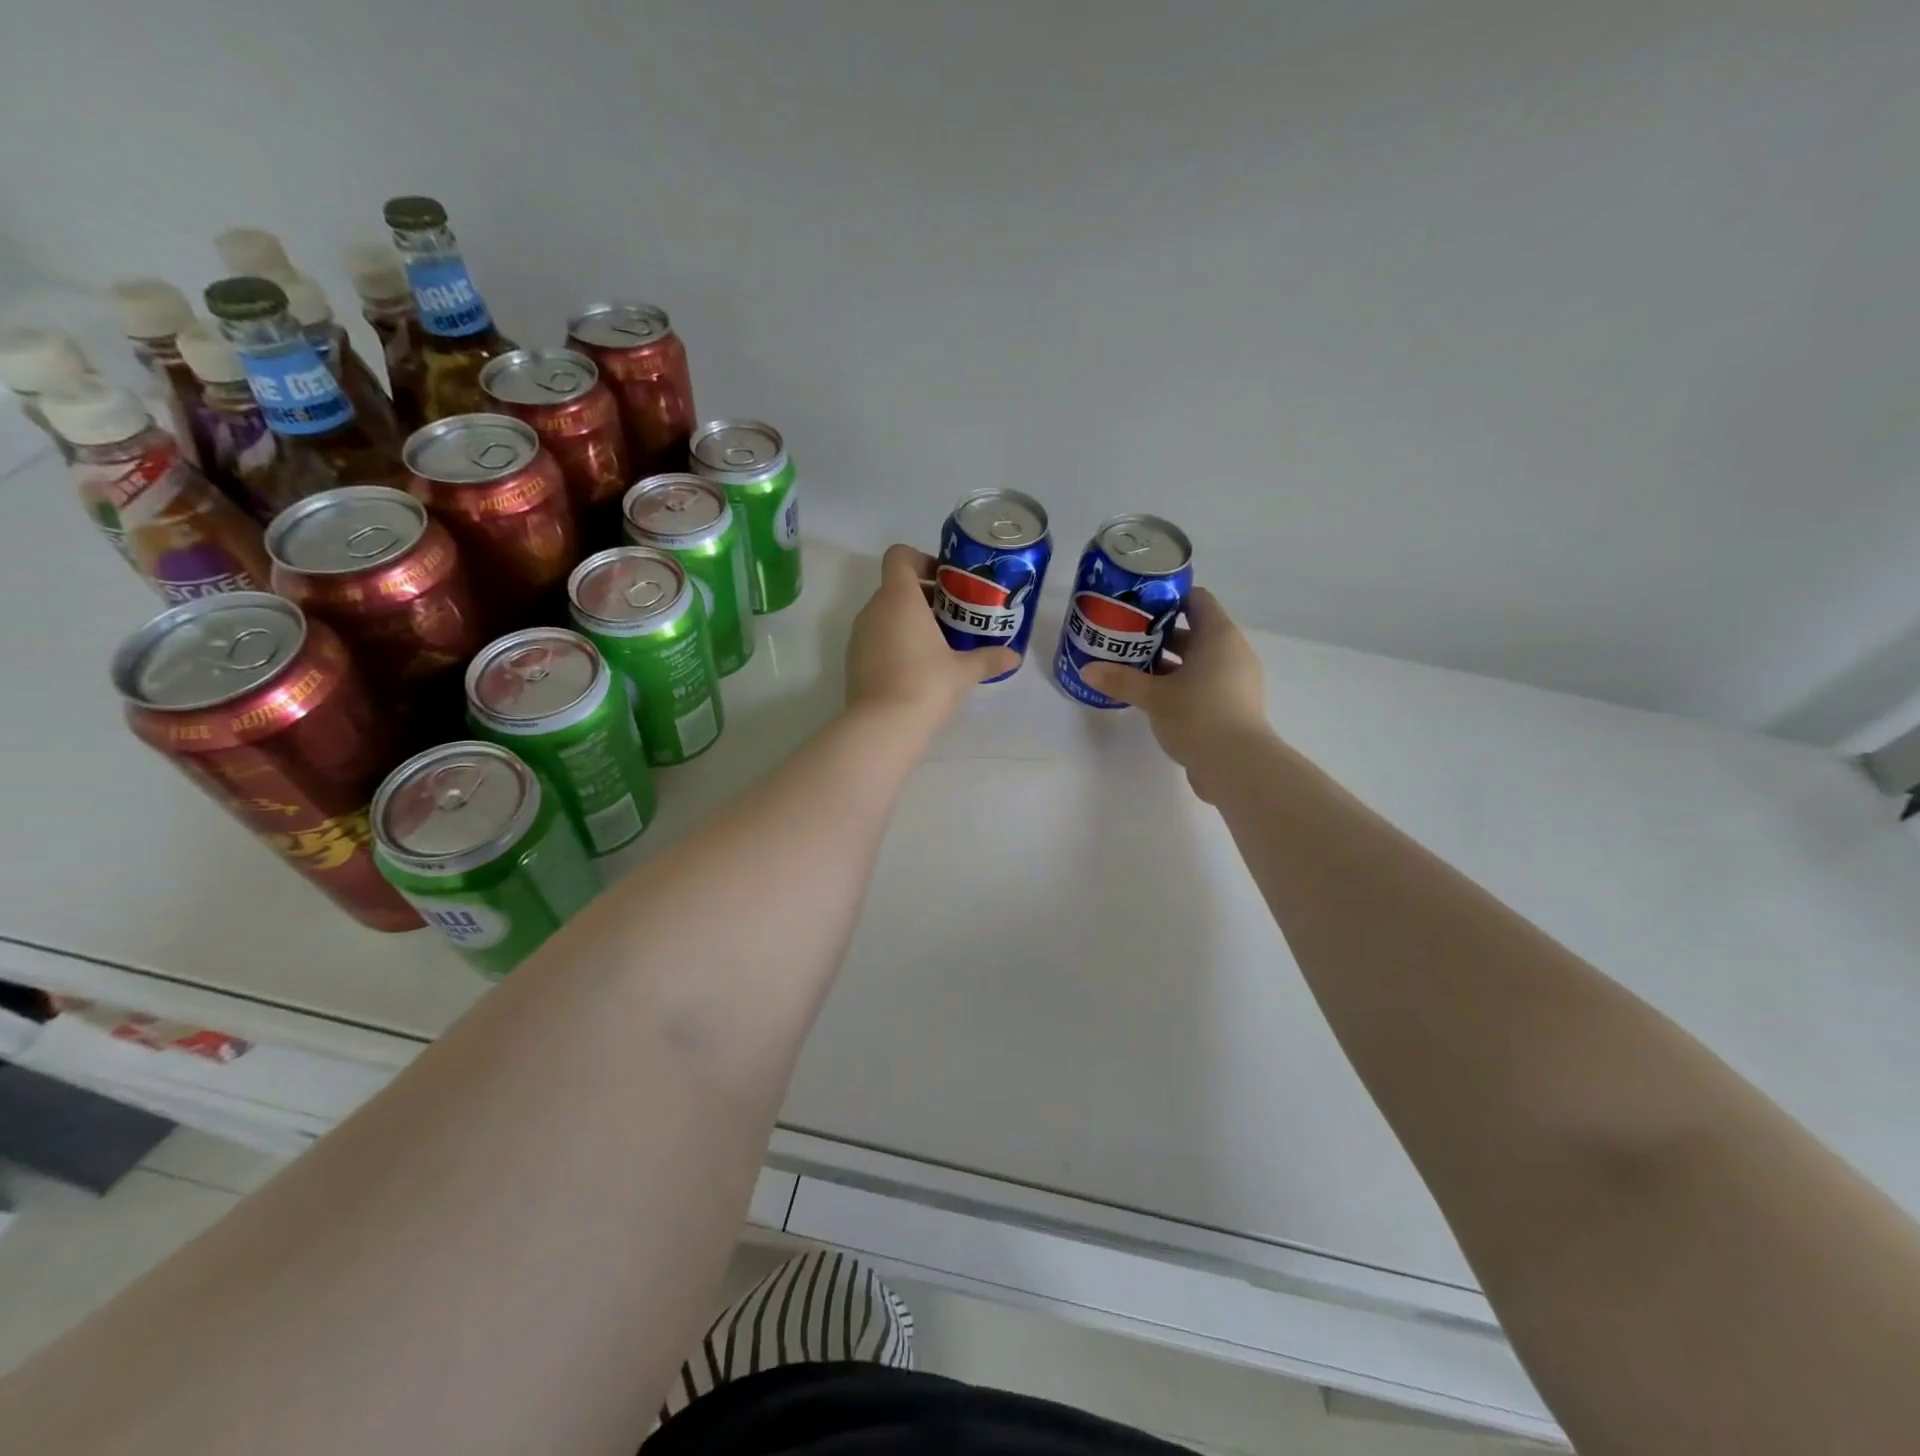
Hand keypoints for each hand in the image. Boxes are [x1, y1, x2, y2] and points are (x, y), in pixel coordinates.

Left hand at [845, 545, 1018, 729]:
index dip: (921, 560)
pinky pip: (875, 639)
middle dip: (923, 596)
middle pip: (895, 587)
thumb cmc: (925, 684)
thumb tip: (1014, 657)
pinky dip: (893, 643)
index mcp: (899, 598)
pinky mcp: (853, 661)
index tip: (944, 581)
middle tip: (952, 616)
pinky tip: (916, 669)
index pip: (899, 557)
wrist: (882, 727)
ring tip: (937, 645)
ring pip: (884, 614)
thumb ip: (988, 658)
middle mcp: (873, 609)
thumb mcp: (963, 672)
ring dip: (908, 621)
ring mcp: (859, 636)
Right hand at [1080, 588, 1274, 800]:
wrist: (1237, 766)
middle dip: (1161, 635)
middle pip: (1195, 632)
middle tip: (1126, 638)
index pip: (1197, 600)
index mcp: (1219, 637)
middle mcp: (1232, 653)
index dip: (1169, 599)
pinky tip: (1152, 697)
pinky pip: (1203, 684)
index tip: (1139, 606)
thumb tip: (1088, 670)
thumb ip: (1121, 680)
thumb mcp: (1154, 697)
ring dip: (1168, 663)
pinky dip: (1180, 685)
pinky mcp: (1232, 707)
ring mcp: (1235, 681)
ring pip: (1198, 661)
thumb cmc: (1198, 715)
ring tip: (1133, 668)